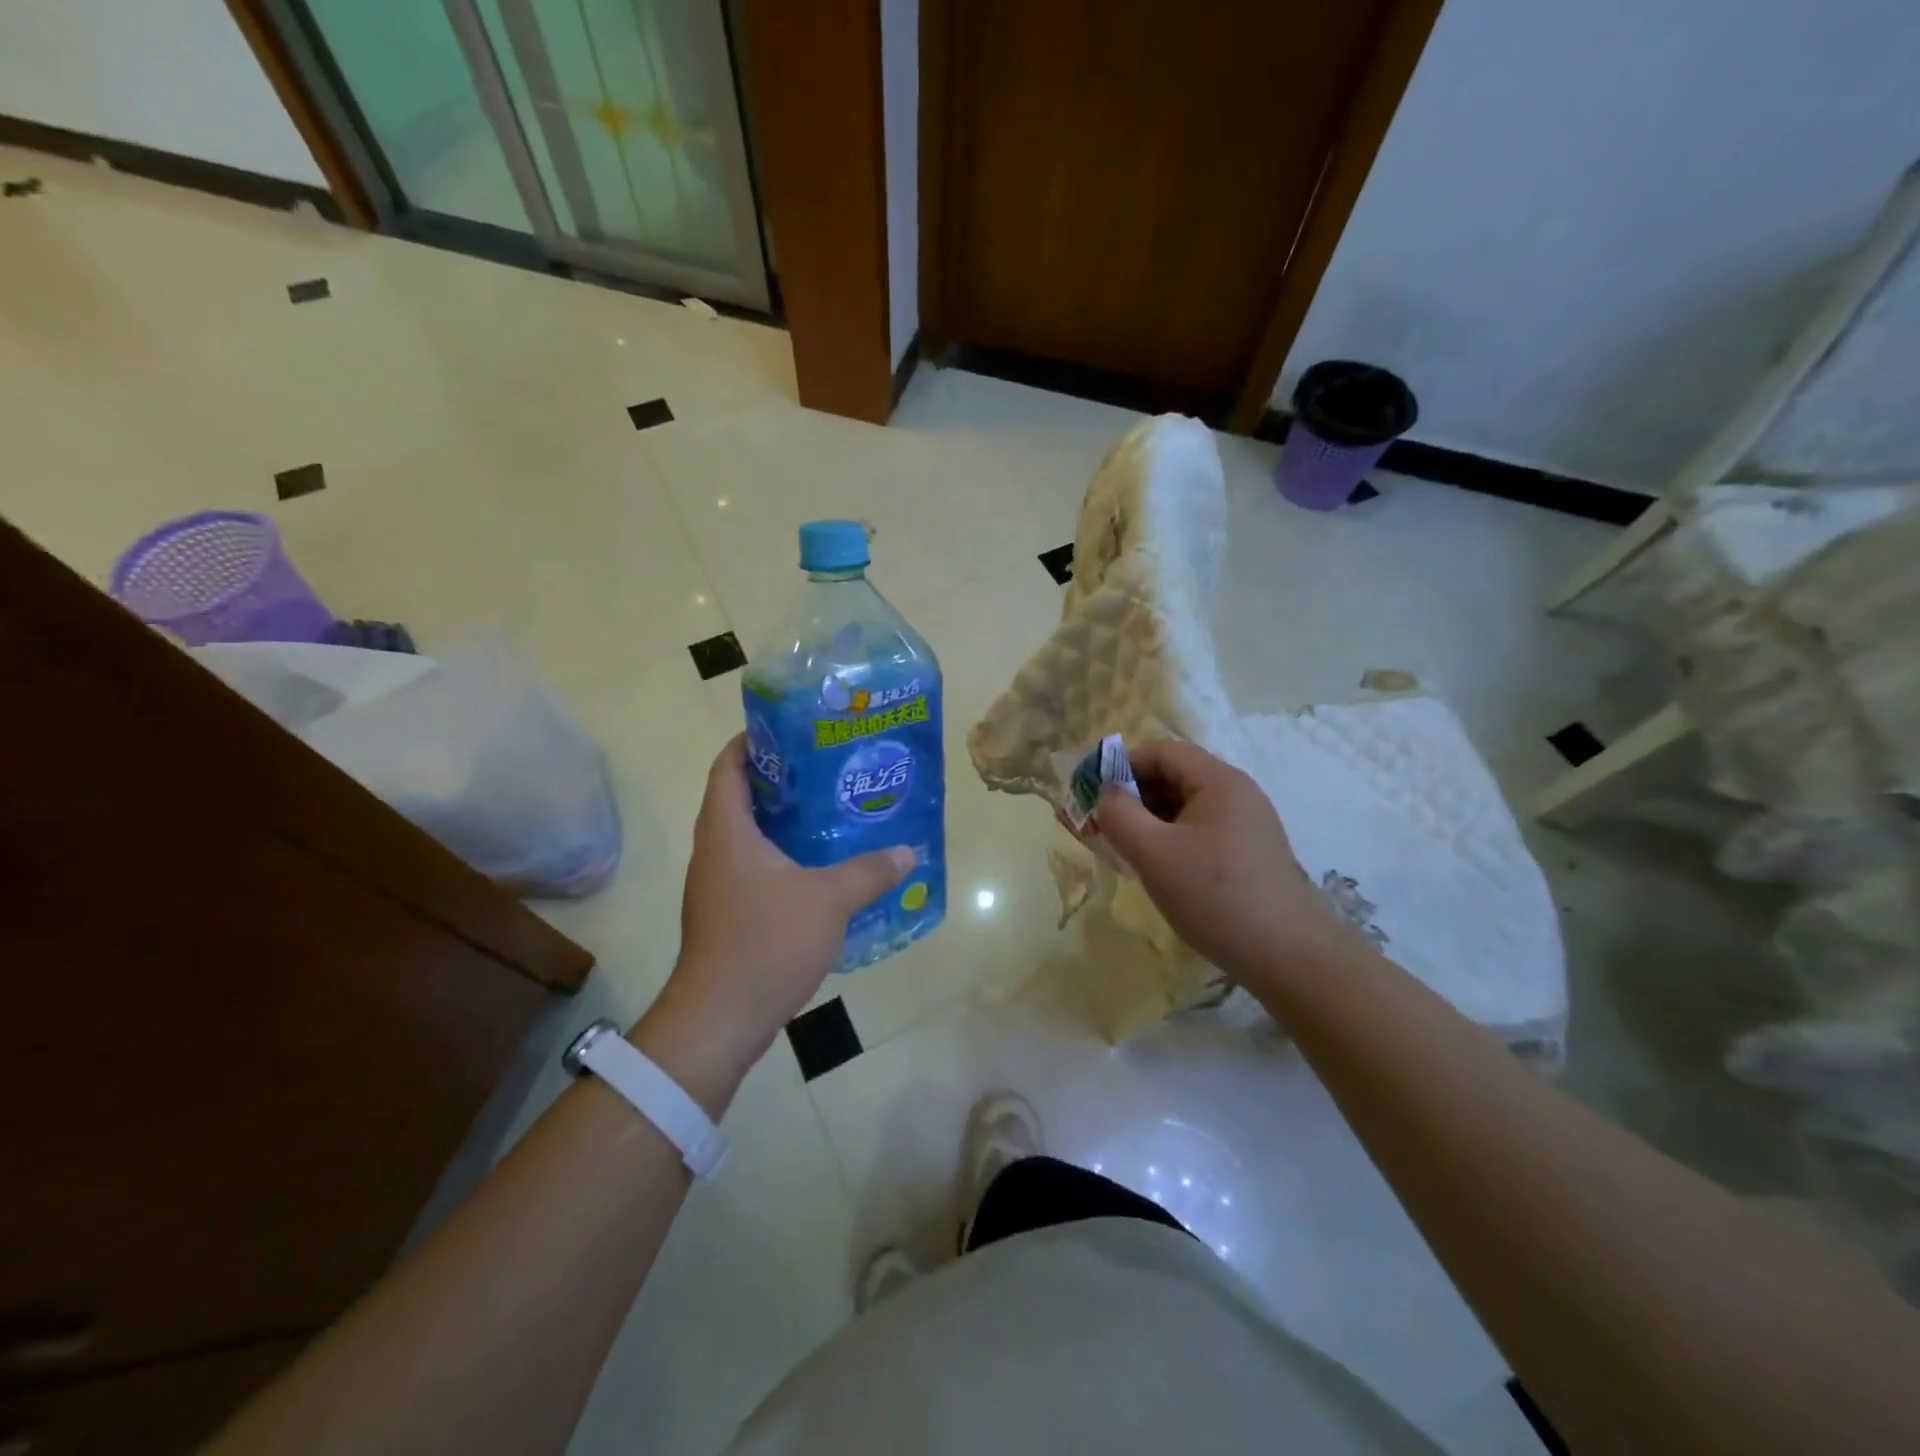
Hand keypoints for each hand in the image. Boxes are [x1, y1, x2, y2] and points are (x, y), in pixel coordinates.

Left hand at [644, 737, 912, 1070]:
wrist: (720, 1018)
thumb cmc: (766, 942)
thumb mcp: (828, 900)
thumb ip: (870, 871)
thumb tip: (908, 852)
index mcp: (727, 831)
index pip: (730, 765)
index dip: (755, 741)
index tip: (795, 730)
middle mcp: (715, 850)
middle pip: (742, 796)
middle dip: (783, 779)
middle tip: (829, 769)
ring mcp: (718, 884)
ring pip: (750, 835)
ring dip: (786, 821)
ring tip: (832, 812)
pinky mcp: (728, 912)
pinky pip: (756, 868)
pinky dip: (785, 857)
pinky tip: (822, 867)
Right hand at [1092, 740, 1345, 979]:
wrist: (1289, 956)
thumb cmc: (1215, 896)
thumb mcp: (1154, 853)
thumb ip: (1119, 815)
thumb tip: (1105, 793)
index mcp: (1219, 780)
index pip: (1162, 751)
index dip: (1122, 765)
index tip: (1094, 795)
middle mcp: (1237, 793)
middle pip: (1174, 776)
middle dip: (1134, 795)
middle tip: (1103, 826)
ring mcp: (1247, 823)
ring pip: (1186, 806)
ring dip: (1150, 819)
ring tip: (1125, 849)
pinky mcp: (1250, 852)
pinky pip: (1201, 830)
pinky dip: (1172, 839)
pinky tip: (1159, 868)